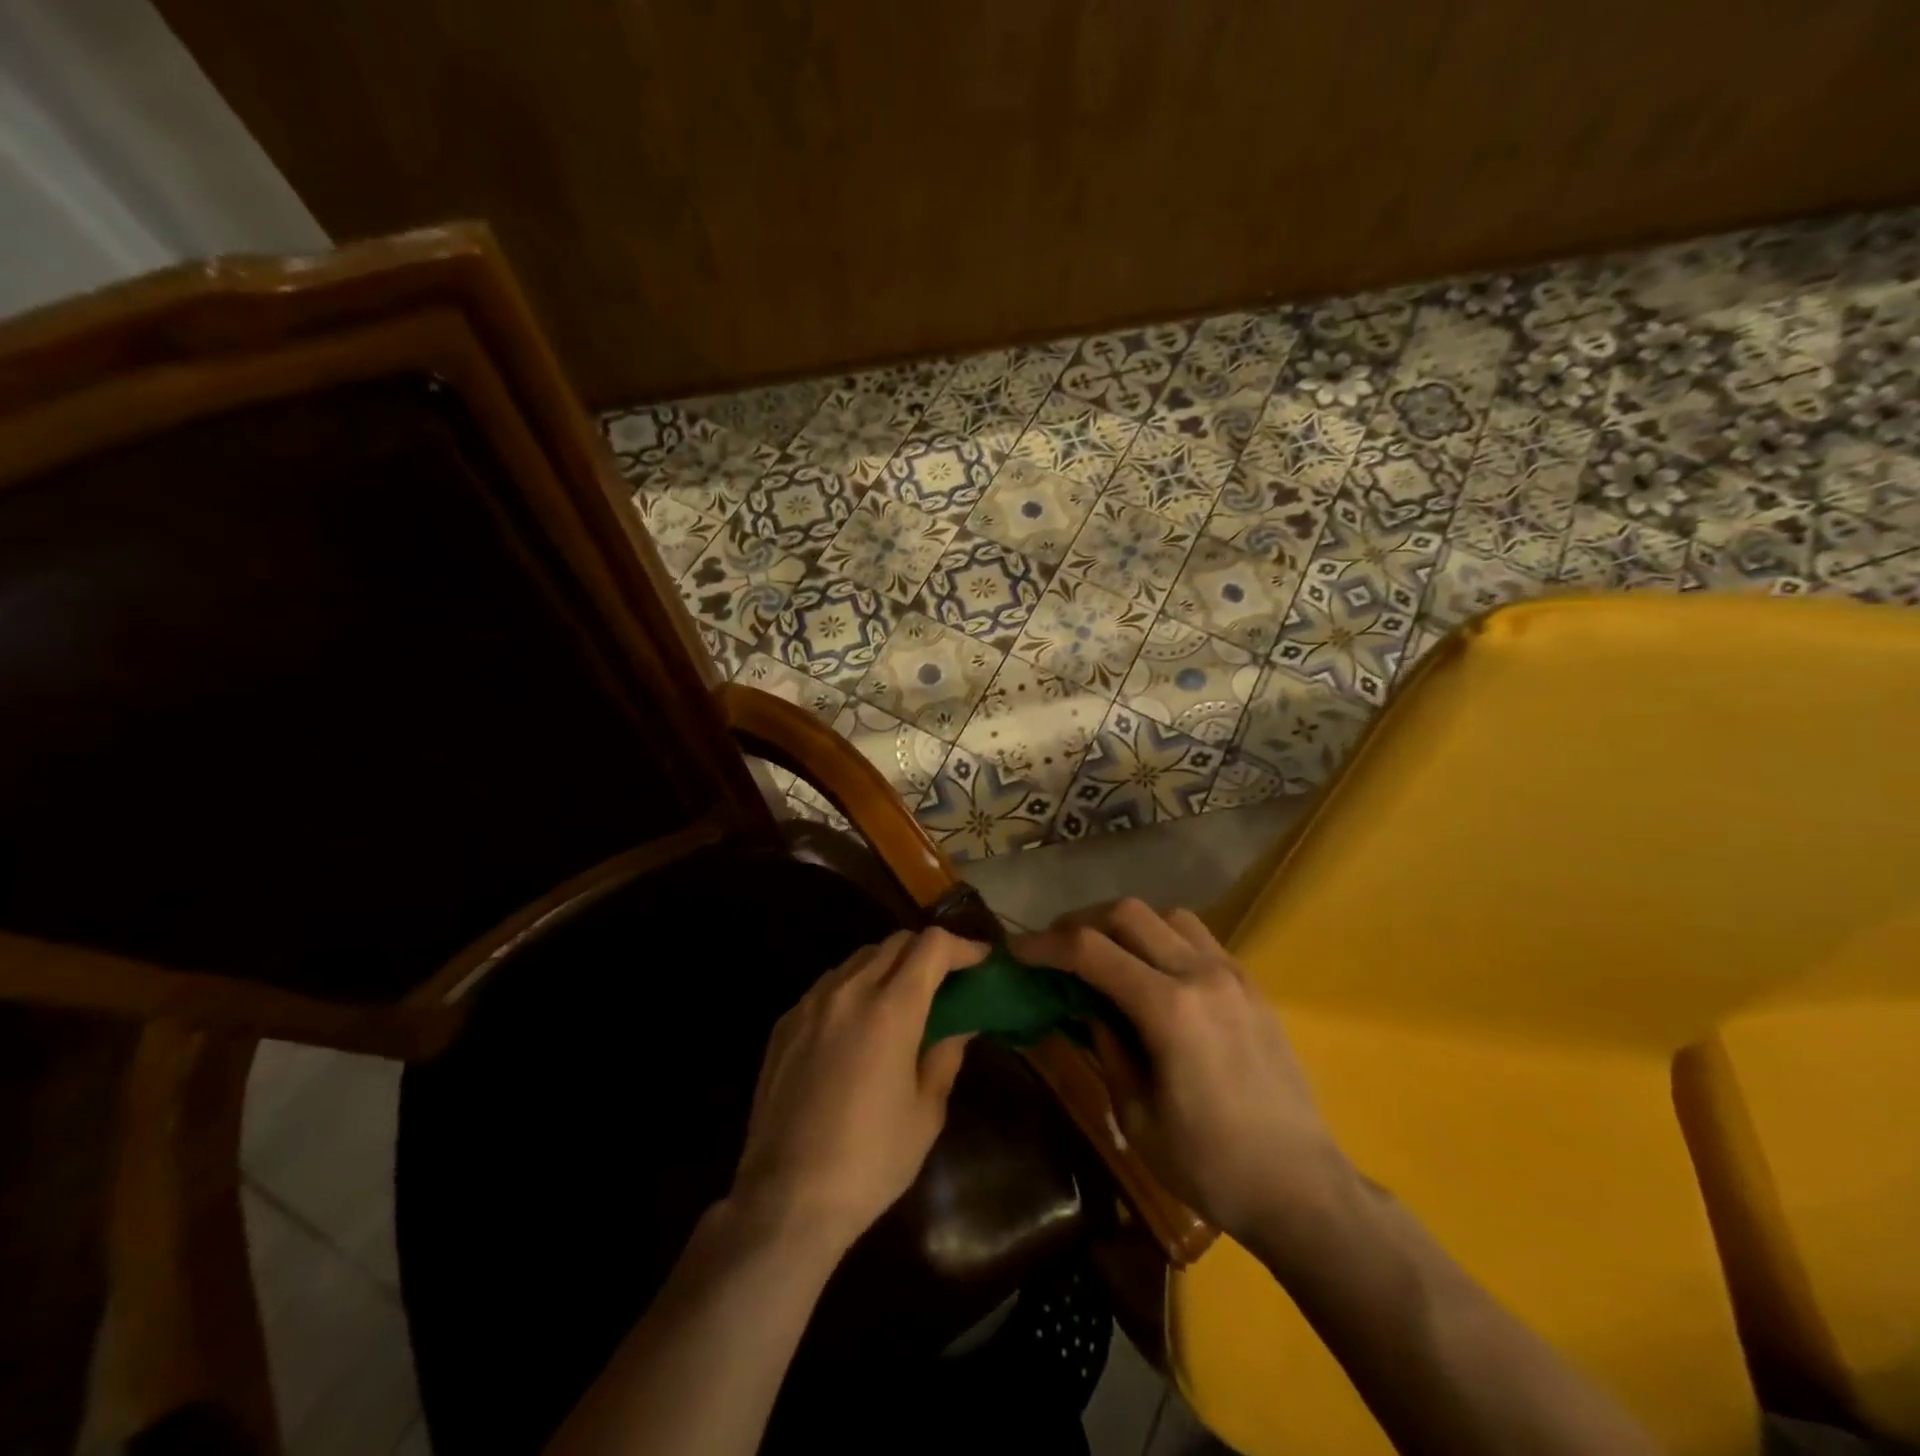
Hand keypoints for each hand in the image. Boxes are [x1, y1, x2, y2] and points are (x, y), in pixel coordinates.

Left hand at [730, 928, 984, 1254]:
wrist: (785, 1199)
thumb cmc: (870, 1161)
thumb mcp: (926, 1113)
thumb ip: (945, 1056)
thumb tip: (960, 1024)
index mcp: (891, 1009)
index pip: (931, 946)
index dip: (961, 946)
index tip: (979, 961)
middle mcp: (849, 991)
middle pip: (895, 942)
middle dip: (927, 952)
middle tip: (946, 980)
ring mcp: (811, 1003)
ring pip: (859, 958)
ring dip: (889, 965)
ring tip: (902, 999)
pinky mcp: (785, 1023)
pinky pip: (829, 985)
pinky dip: (855, 987)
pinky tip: (858, 1024)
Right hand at [1012, 900, 1349, 1245]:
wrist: (1302, 1188)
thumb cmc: (1210, 1166)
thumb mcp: (1137, 1115)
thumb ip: (1107, 1045)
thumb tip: (1085, 1005)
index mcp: (1169, 1010)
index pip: (1091, 950)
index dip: (1045, 945)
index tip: (1017, 951)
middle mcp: (1201, 974)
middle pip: (1127, 913)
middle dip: (1080, 922)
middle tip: (1056, 949)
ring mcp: (1232, 973)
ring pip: (1166, 915)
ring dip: (1125, 925)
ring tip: (1104, 956)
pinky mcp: (1250, 984)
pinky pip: (1197, 937)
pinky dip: (1162, 938)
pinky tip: (1152, 972)